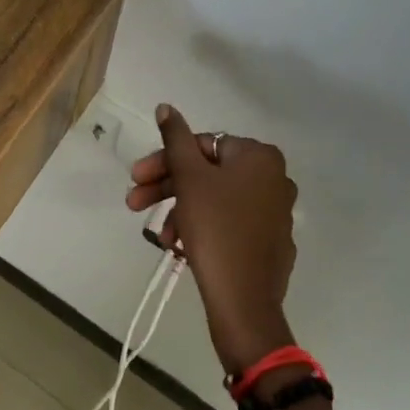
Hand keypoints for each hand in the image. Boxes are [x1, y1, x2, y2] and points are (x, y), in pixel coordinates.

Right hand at [126, 105, 297, 374]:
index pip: (203, 145)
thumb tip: (166, 107)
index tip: (136, 178)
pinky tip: (179, 246)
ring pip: (215, 199)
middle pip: (208, 172)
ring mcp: (275, 212)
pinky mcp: (270, 243)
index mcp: (260, 157)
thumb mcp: (189, 178)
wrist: (245, 303)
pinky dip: (202, 227)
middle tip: (134, 202)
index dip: (165, 160)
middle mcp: (274, 178)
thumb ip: (175, 138)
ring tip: (160, 237)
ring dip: (181, 211)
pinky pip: (229, 223)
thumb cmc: (216, 229)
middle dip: (169, 187)